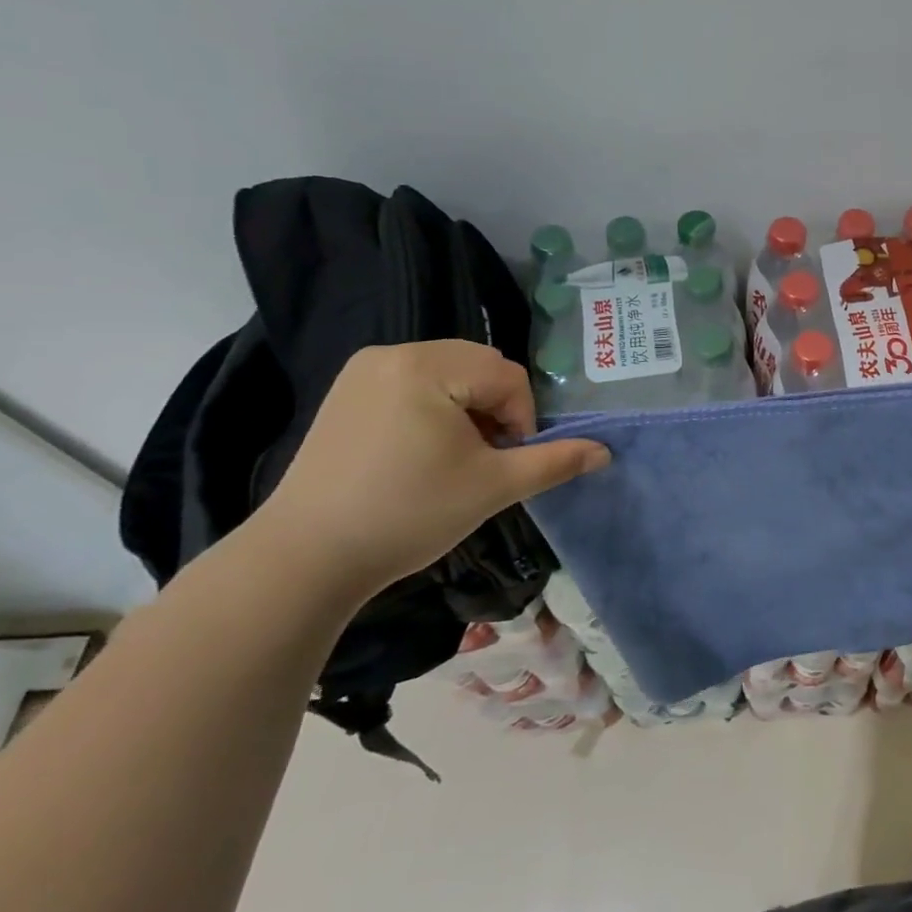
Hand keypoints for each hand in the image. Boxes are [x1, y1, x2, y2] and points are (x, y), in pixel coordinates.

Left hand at [250, 341, 608, 600]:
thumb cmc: (408, 513)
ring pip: (448, 374)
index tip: (508, 462)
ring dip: (469, 409)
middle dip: (496, 410)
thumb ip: (554, 462)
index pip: (507, 376)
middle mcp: (393, 354)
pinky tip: (423, 453)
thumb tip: (605, 452)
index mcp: (427, 366)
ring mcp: (363, 372)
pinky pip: (414, 384)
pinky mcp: (346, 394)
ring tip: (457, 458)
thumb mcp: (494, 487)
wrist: (305, 557)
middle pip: (478, 367)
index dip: (522, 419)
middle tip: (486, 459)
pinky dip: (435, 409)